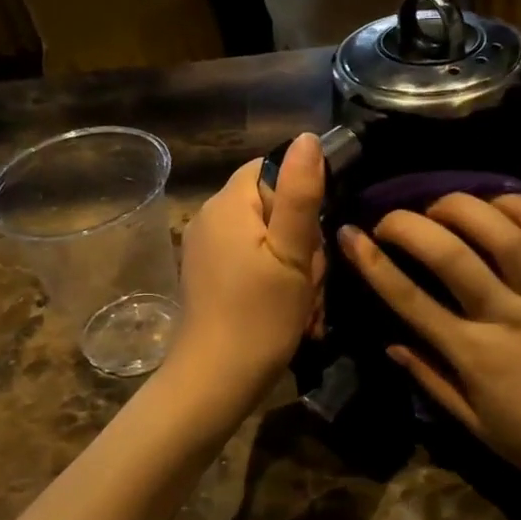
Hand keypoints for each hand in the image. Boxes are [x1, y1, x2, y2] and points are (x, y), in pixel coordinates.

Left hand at [173, 133, 324, 389]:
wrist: (215, 382)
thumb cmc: (260, 316)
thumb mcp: (293, 253)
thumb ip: (301, 193)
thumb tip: (308, 137)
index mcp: (228, 204)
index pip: (271, 169)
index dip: (301, 197)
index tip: (313, 237)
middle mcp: (210, 219)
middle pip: (274, 208)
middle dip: (303, 243)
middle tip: (309, 282)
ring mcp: (207, 250)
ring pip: (269, 241)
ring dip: (295, 270)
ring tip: (302, 306)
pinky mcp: (210, 277)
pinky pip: (253, 263)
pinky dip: (276, 284)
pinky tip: (288, 314)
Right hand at [339, 193, 520, 507]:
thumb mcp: (478, 427)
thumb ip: (432, 380)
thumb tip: (390, 344)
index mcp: (476, 357)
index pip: (410, 301)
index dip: (373, 265)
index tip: (350, 236)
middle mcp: (509, 318)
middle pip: (450, 256)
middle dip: (409, 225)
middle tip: (389, 217)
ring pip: (502, 235)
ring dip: (462, 208)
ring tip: (439, 205)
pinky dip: (520, 210)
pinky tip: (496, 202)